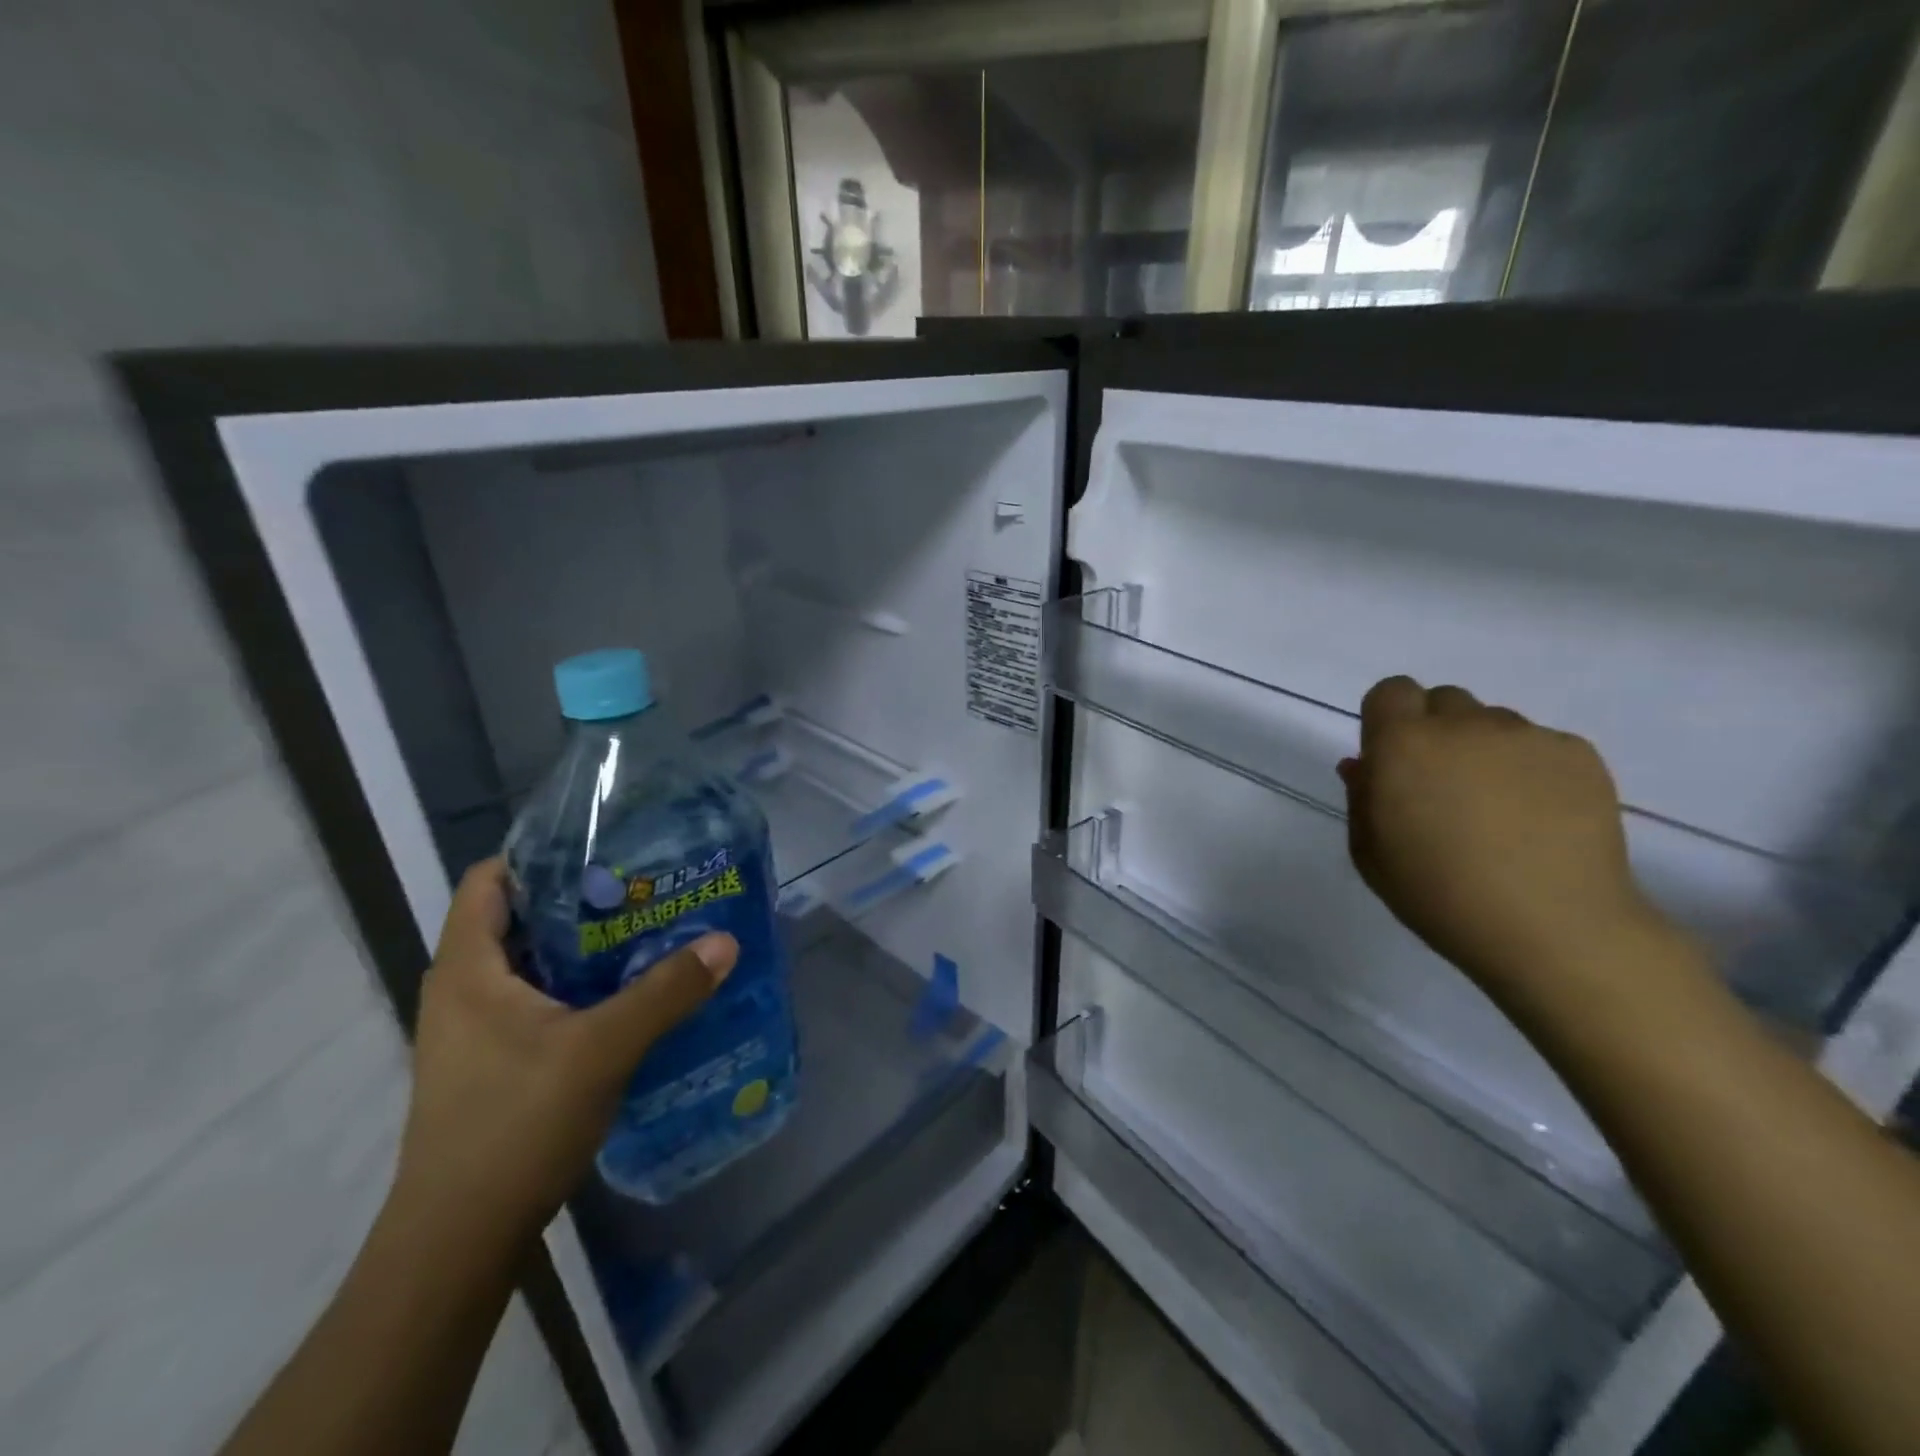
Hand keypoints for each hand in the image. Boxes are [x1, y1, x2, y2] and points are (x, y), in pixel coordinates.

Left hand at [392, 857, 736, 1246]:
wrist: (458, 1242)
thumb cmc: (514, 1126)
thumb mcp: (601, 1049)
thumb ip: (665, 992)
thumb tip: (725, 942)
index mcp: (468, 970)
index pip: (489, 880)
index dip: (539, 854)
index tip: (603, 845)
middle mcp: (464, 991)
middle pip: (519, 918)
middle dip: (580, 898)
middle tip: (645, 885)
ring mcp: (476, 1031)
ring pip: (534, 964)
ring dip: (585, 946)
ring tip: (648, 930)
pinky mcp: (495, 1063)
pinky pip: (539, 1001)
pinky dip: (580, 986)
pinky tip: (630, 994)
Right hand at [1337, 677, 1676, 1007]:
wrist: (1551, 927)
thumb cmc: (1438, 894)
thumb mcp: (1370, 852)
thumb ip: (1361, 797)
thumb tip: (1365, 764)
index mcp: (1403, 744)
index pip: (1391, 691)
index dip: (1389, 719)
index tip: (1394, 759)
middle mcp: (1463, 725)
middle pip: (1443, 701)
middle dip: (1436, 732)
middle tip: (1443, 786)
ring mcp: (1526, 736)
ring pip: (1493, 723)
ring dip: (1484, 750)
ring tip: (1497, 808)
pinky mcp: (1578, 754)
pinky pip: (1540, 745)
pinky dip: (1531, 769)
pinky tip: (1538, 818)